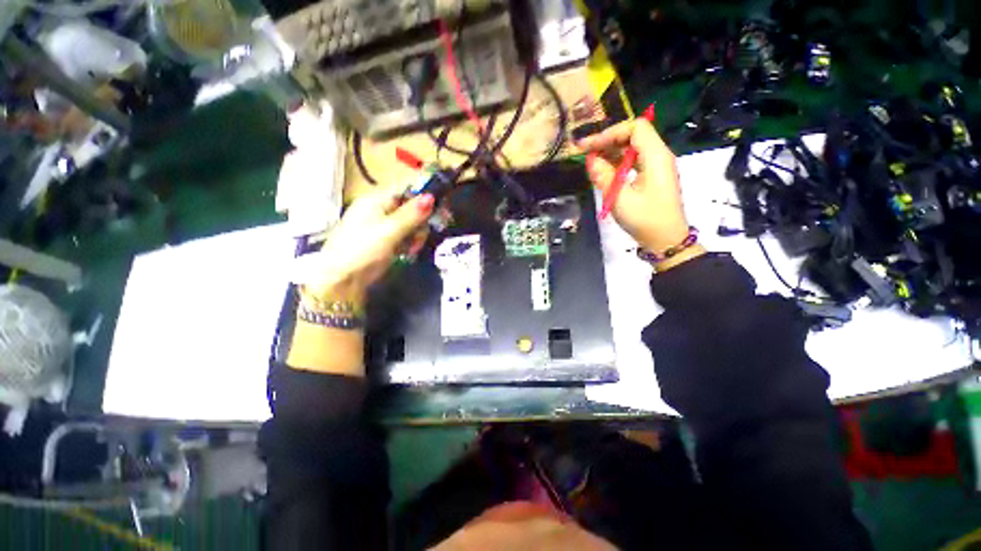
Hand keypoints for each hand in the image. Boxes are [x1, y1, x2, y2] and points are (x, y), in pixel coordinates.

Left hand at [294, 189, 434, 304]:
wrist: (341, 281)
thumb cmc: (362, 250)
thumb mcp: (389, 231)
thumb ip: (412, 214)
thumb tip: (432, 196)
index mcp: (377, 200)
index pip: (407, 189)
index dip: (424, 196)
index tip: (440, 208)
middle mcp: (381, 210)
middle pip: (412, 208)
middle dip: (420, 223)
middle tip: (420, 237)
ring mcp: (383, 227)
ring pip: (412, 225)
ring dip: (417, 236)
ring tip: (412, 249)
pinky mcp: (386, 241)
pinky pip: (406, 237)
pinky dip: (410, 244)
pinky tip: (408, 252)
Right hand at [578, 118, 689, 252]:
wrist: (665, 240)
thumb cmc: (645, 219)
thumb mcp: (620, 198)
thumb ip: (604, 176)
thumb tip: (590, 159)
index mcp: (656, 156)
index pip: (635, 127)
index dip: (611, 133)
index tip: (590, 146)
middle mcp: (659, 155)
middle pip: (633, 135)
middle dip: (607, 141)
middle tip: (584, 152)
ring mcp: (656, 166)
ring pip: (632, 148)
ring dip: (610, 151)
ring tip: (590, 162)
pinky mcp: (652, 176)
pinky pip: (633, 161)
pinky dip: (617, 162)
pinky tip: (603, 171)